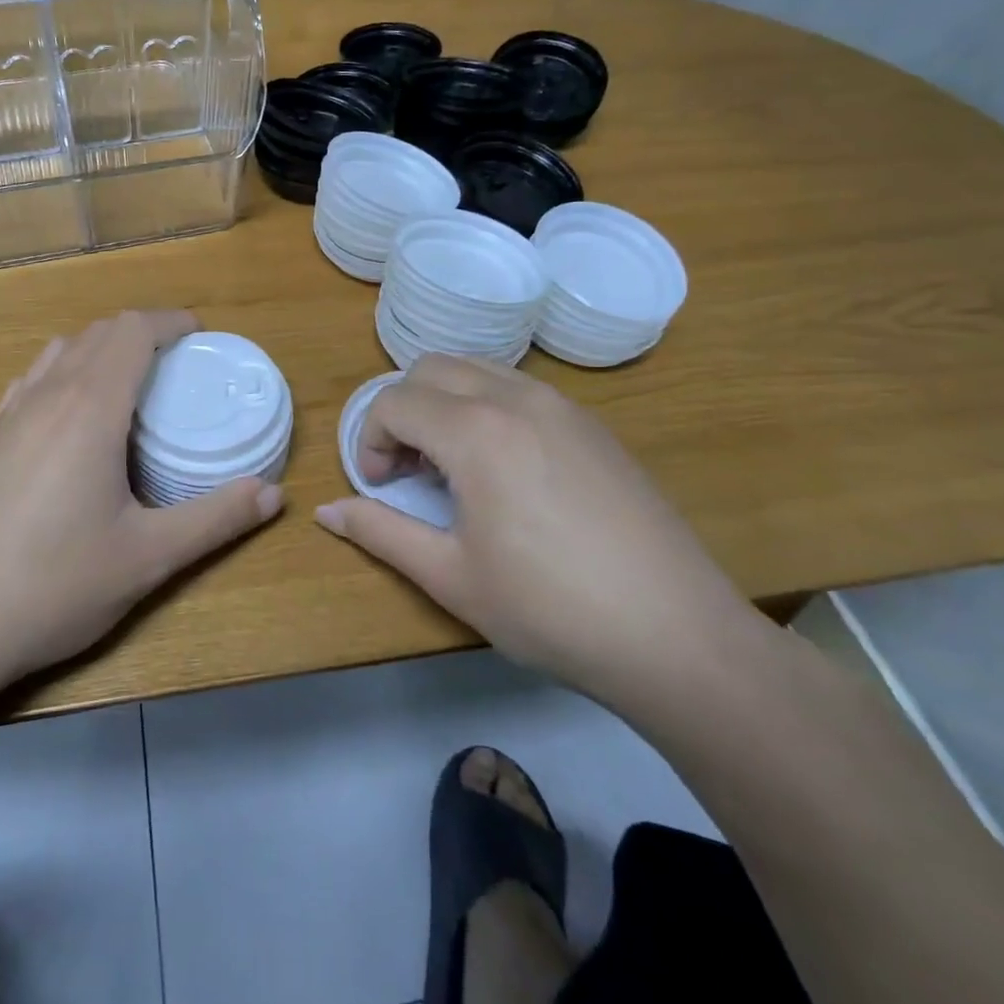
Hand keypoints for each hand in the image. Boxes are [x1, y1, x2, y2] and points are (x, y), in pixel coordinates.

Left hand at [0, 310, 282, 692]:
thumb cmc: (53, 585)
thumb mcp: (148, 558)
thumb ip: (215, 520)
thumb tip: (274, 494)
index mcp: (90, 408)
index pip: (132, 330)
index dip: (171, 322)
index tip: (202, 337)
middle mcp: (47, 395)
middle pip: (99, 332)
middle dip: (143, 333)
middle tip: (180, 365)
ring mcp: (10, 415)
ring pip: (62, 351)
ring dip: (103, 350)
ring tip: (133, 386)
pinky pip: (34, 380)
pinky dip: (67, 374)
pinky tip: (74, 418)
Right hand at [315, 355, 761, 710]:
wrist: (677, 635)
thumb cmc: (549, 609)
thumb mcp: (451, 577)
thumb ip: (381, 532)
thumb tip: (326, 511)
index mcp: (475, 431)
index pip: (394, 401)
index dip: (369, 440)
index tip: (377, 486)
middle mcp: (516, 398)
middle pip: (431, 368)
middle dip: (402, 410)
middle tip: (408, 471)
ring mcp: (562, 405)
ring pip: (477, 369)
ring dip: (445, 403)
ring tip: (453, 467)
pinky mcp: (593, 424)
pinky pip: (519, 388)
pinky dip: (487, 407)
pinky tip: (505, 470)